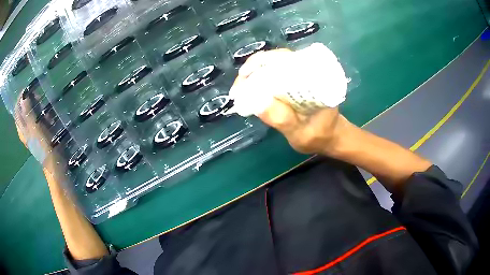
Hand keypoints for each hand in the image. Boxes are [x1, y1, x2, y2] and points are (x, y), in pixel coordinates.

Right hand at [231, 48, 351, 154]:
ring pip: (272, 67)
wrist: (332, 137)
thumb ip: (283, 119)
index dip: (261, 62)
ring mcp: (299, 77)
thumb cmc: (320, 136)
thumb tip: (255, 101)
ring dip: (253, 76)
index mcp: (314, 77)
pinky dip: (259, 82)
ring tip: (240, 90)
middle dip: (253, 69)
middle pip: (275, 60)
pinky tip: (250, 92)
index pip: (285, 58)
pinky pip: (273, 77)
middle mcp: (306, 71)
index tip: (245, 74)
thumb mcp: (301, 133)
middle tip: (238, 87)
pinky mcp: (293, 84)